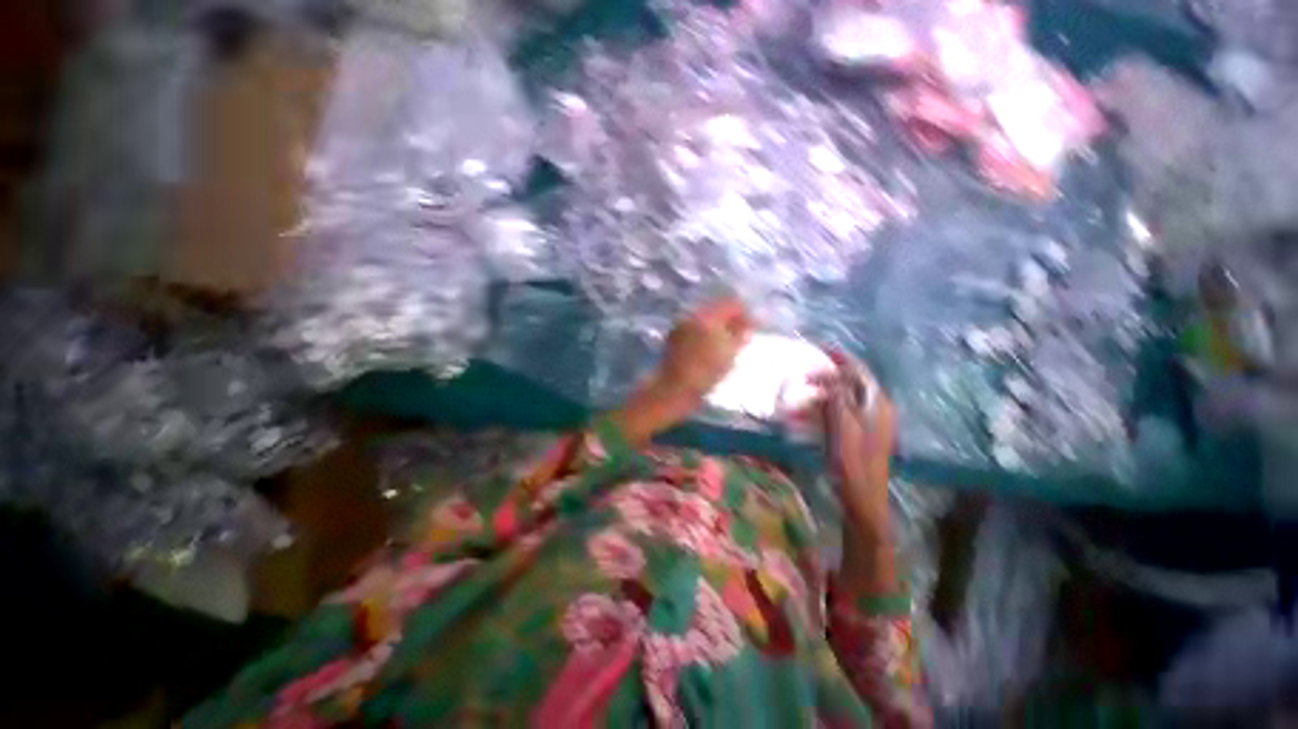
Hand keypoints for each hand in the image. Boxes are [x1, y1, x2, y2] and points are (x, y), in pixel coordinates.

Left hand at [656, 297, 753, 398]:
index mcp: (708, 315)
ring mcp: (680, 325)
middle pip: (716, 309)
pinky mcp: (673, 337)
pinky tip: (707, 349)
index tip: (752, 326)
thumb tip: (746, 324)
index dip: (745, 313)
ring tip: (724, 344)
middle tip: (740, 335)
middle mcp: (692, 315)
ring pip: (704, 319)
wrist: (675, 387)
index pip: (731, 303)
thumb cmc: (706, 372)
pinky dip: (703, 334)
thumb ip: (741, 334)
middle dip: (729, 320)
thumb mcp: (730, 353)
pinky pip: (693, 329)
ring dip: (716, 327)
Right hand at [810, 352, 899, 595]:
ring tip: (798, 400)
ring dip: (821, 397)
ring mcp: (870, 424)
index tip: (821, 348)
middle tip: (802, 377)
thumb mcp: (841, 425)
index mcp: (876, 404)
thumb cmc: (851, 460)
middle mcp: (876, 410)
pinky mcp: (860, 436)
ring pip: (843, 399)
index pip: (859, 372)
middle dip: (826, 378)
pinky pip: (840, 414)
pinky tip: (807, 418)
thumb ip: (837, 397)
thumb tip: (830, 379)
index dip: (841, 358)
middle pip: (850, 384)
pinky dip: (823, 412)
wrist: (862, 497)